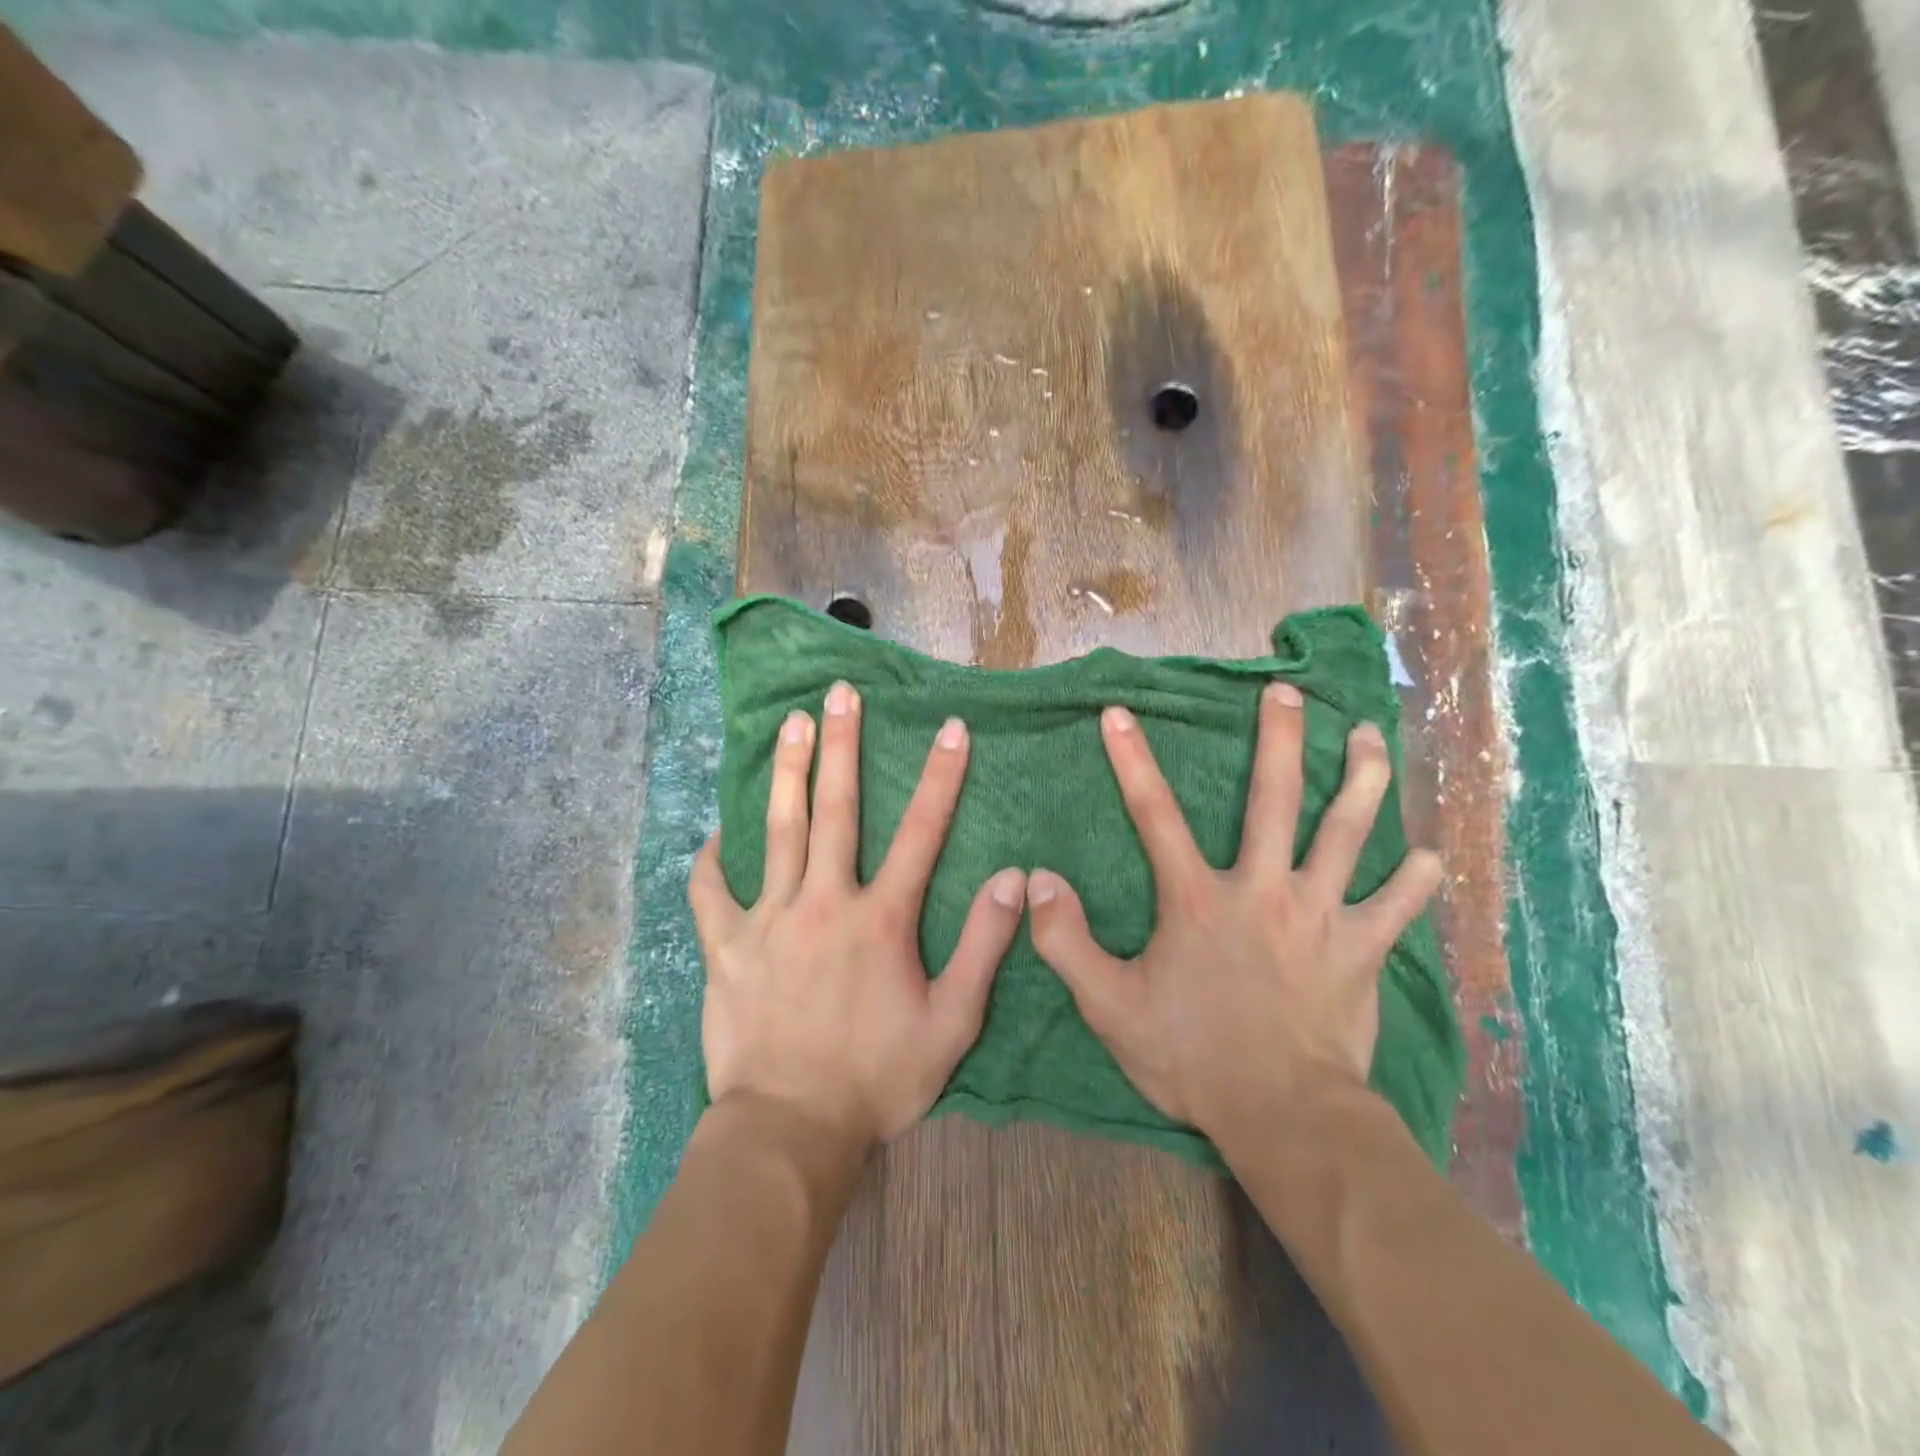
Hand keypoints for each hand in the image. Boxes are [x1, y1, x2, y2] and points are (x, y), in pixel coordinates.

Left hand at [689, 681, 1027, 1149]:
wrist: (790, 1130)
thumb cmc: (878, 1078)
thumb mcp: (952, 1023)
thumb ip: (984, 946)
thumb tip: (1014, 879)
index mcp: (880, 919)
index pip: (921, 832)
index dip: (940, 777)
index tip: (950, 728)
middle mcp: (824, 903)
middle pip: (836, 810)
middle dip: (843, 746)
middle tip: (840, 694)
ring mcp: (768, 921)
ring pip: (778, 832)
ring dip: (788, 774)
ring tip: (790, 725)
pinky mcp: (726, 948)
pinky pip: (711, 894)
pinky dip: (711, 861)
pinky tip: (713, 834)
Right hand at [1027, 682, 1441, 1142]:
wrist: (1282, 1114)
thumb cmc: (1191, 1056)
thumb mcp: (1108, 1004)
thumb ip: (1066, 941)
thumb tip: (1040, 880)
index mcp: (1198, 899)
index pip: (1154, 814)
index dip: (1132, 761)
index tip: (1120, 715)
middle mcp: (1262, 889)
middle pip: (1274, 799)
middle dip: (1278, 739)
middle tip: (1285, 694)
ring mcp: (1319, 915)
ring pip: (1346, 833)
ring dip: (1360, 780)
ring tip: (1369, 737)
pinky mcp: (1361, 950)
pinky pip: (1396, 907)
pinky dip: (1414, 881)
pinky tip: (1428, 856)